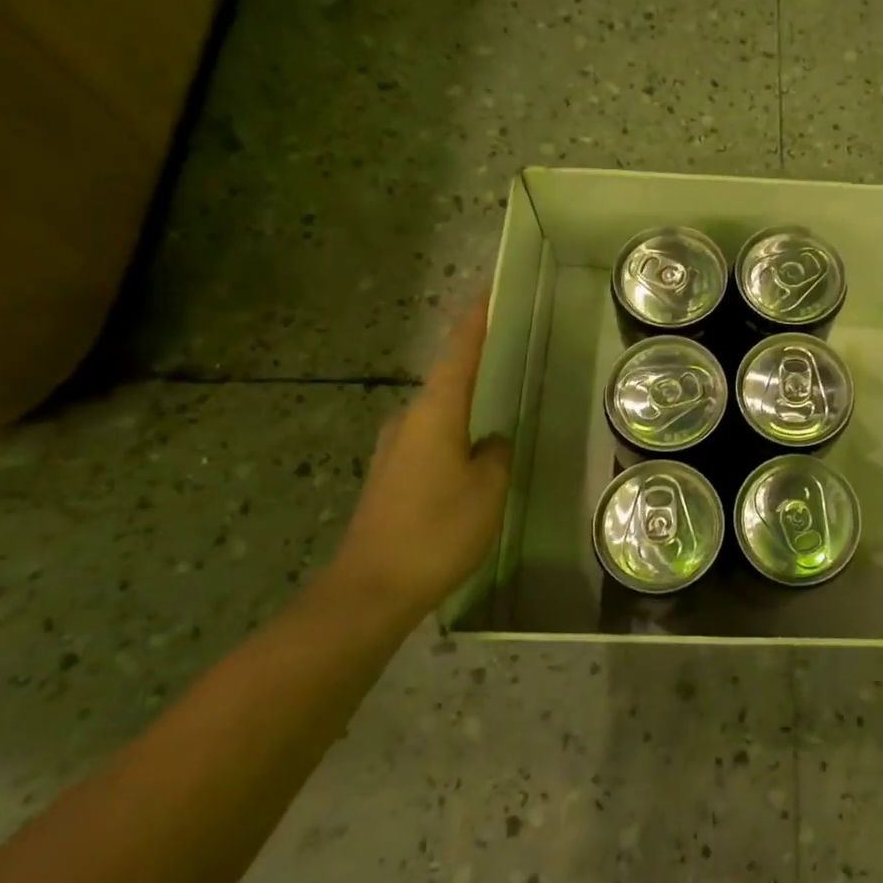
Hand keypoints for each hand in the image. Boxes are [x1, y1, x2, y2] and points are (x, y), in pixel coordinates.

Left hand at [333, 296, 512, 611]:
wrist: (370, 590)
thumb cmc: (437, 530)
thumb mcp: (487, 489)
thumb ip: (496, 454)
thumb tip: (491, 440)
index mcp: (435, 413)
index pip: (459, 353)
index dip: (475, 321)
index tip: (490, 292)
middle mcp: (408, 421)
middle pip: (448, 379)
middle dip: (476, 364)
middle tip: (511, 354)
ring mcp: (394, 449)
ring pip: (439, 413)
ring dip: (466, 405)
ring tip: (499, 408)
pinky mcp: (390, 477)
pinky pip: (430, 440)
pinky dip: (454, 434)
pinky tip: (473, 456)